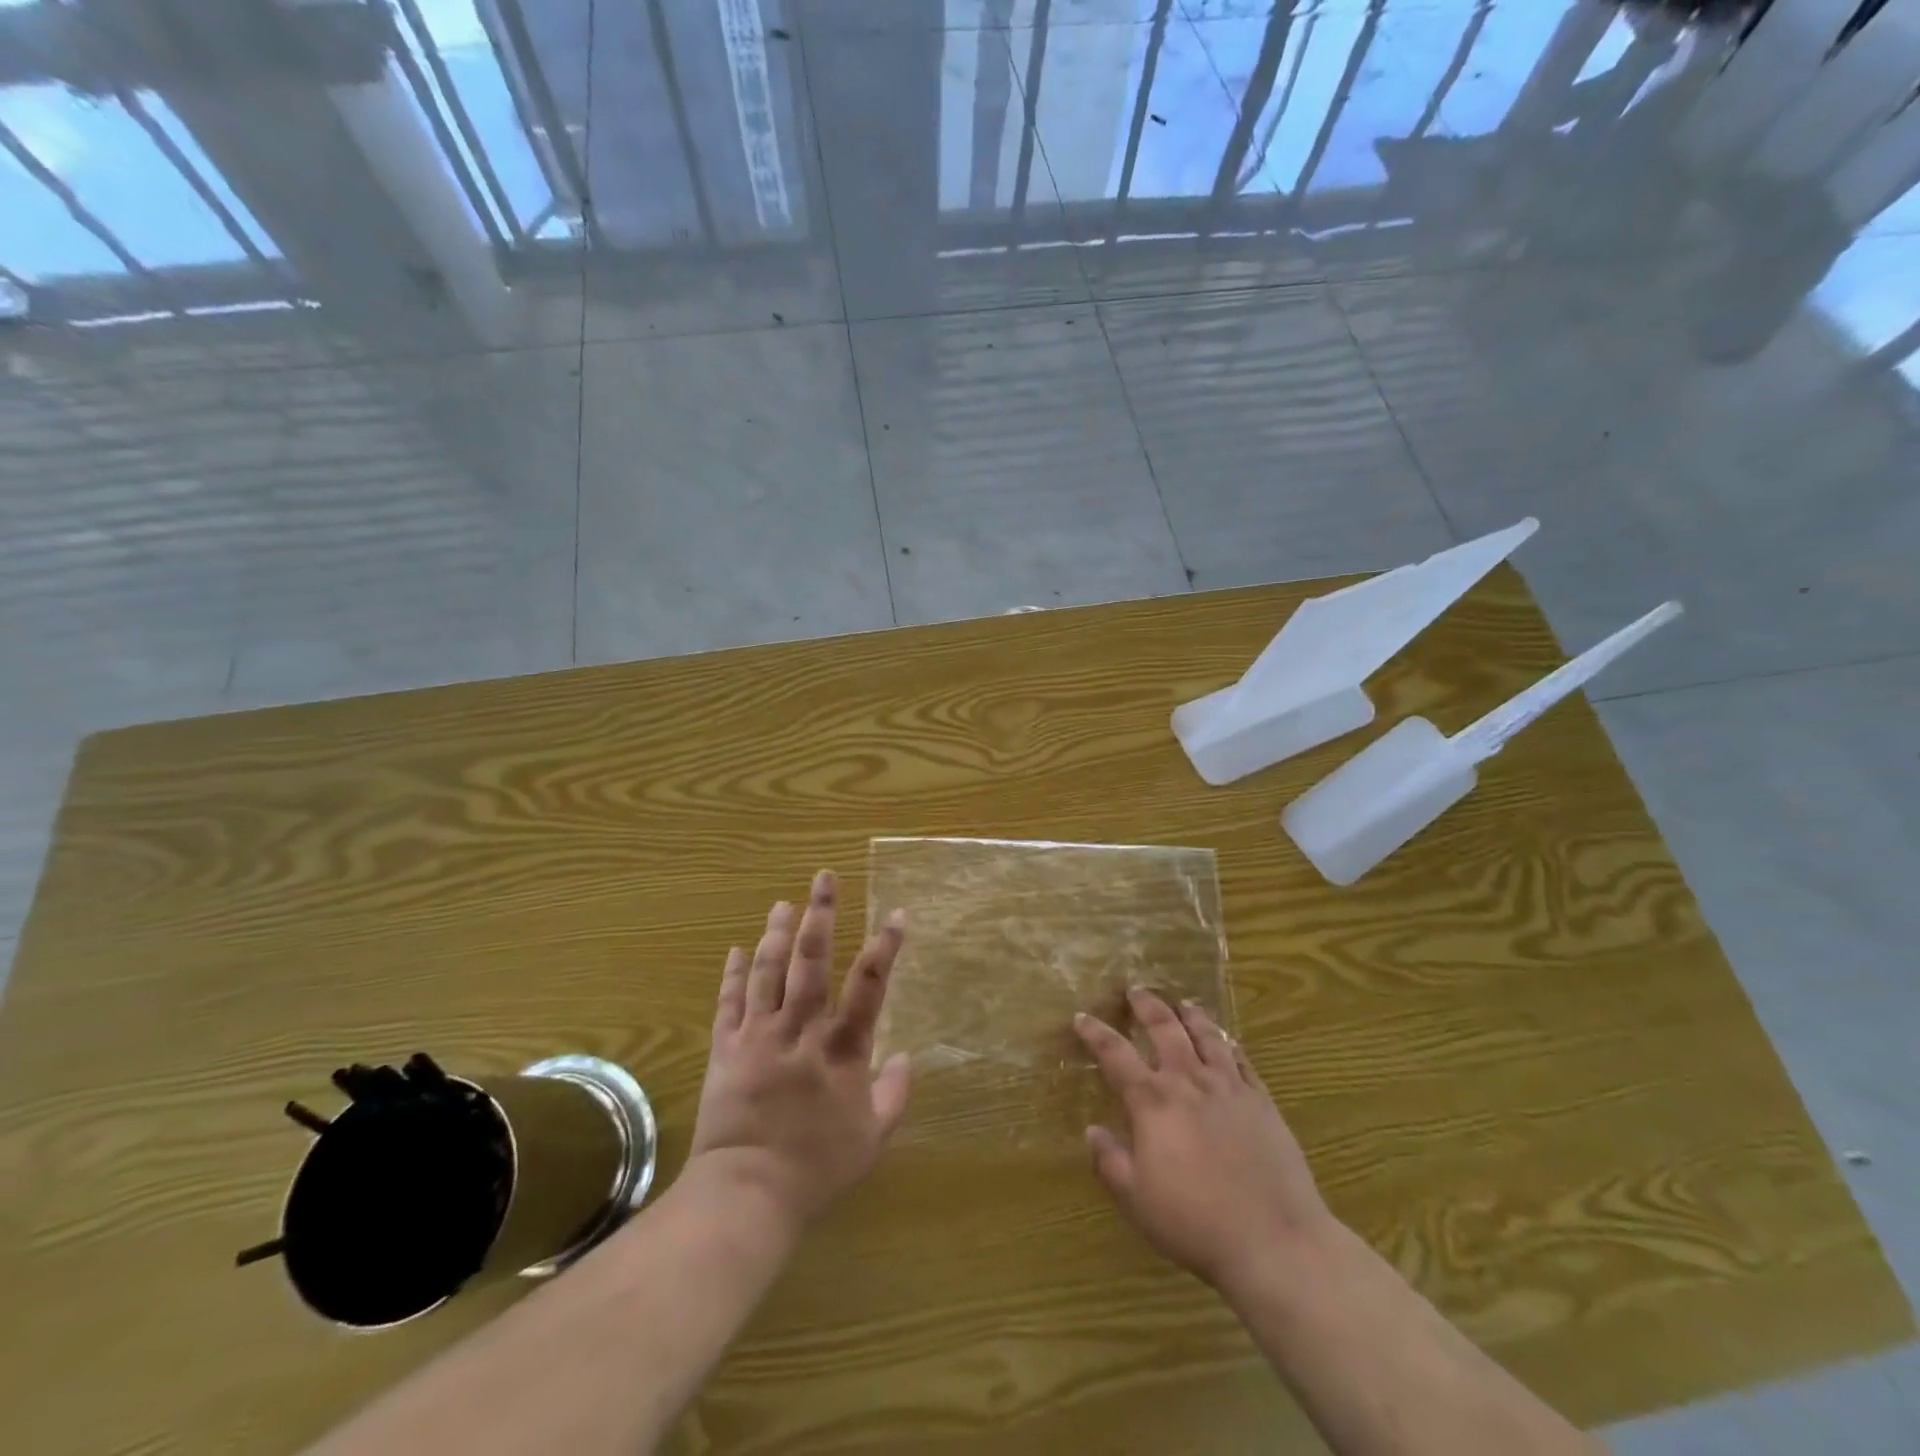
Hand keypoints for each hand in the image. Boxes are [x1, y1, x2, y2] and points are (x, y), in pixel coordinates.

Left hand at [687, 870, 911, 1230]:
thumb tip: (907, 1056)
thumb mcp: (871, 1140)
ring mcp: (758, 1036)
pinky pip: (729, 1002)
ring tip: (784, 903)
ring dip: (777, 933)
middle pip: (811, 963)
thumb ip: (894, 1095)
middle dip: (820, 916)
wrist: (745, 1195)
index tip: (896, 914)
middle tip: (824, 879)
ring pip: (768, 972)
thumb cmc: (816, 1169)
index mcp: (841, 1050)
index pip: (868, 986)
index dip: (885, 947)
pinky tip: (738, 948)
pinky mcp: (726, 1049)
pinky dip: (734, 973)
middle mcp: (800, 1031)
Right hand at [1075, 989, 1334, 1291]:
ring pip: (1207, 1035)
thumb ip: (1109, 1161)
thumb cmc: (1196, 1223)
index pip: (1115, 1054)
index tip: (1082, 1017)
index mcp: (1153, 1102)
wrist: (1275, 1240)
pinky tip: (1227, 1041)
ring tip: (1183, 1003)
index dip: (1096, 1033)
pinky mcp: (1261, 1101)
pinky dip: (1229, 1044)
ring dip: (1191, 1014)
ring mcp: (1229, 1087)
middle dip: (1147, 1006)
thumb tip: (1092, 1130)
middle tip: (1136, 990)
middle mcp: (1188, 1081)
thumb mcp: (1137, 1201)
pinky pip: (1242, 1060)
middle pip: (1164, 1029)